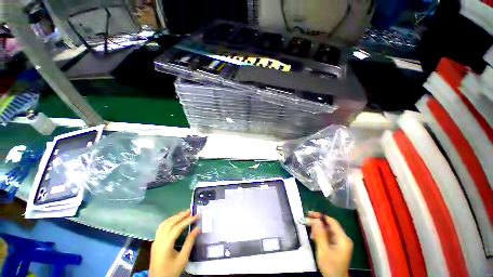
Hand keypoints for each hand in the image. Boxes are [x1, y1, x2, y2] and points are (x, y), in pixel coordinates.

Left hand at [149, 210, 199, 276]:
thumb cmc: (171, 271)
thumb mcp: (183, 259)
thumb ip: (190, 242)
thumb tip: (198, 228)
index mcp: (166, 244)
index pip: (178, 227)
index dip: (188, 220)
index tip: (197, 216)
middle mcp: (159, 240)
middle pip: (170, 223)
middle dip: (181, 215)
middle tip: (191, 211)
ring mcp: (155, 241)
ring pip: (164, 224)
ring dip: (174, 217)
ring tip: (184, 213)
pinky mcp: (155, 242)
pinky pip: (161, 228)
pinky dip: (169, 221)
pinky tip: (174, 221)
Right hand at [307, 211, 352, 276]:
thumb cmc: (330, 265)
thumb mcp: (323, 250)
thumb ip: (320, 234)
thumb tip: (316, 219)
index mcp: (342, 238)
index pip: (331, 221)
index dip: (320, 216)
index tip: (309, 214)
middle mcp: (343, 238)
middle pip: (329, 225)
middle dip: (317, 222)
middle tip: (306, 220)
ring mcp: (341, 242)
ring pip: (328, 230)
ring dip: (318, 229)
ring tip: (309, 230)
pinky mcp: (338, 245)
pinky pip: (328, 236)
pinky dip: (321, 234)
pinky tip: (314, 236)